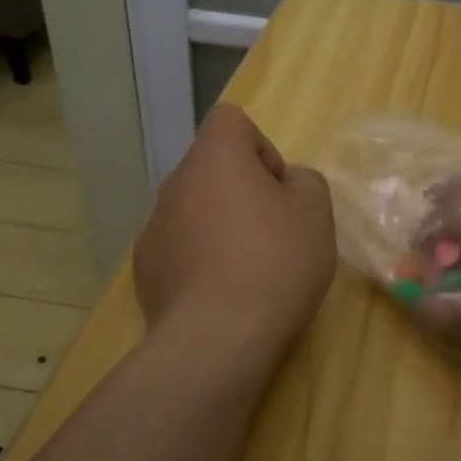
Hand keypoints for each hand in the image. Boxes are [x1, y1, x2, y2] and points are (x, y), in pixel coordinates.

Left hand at [134, 106, 335, 355]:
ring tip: (248, 270)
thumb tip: (285, 182)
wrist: (217, 339)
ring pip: (196, 209)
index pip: (231, 121)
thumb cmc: (274, 263)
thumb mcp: (316, 214)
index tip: (278, 191)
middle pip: (213, 168)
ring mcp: (153, 227)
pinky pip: (180, 247)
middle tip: (273, 233)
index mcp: (214, 158)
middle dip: (244, 191)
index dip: (262, 148)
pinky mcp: (145, 269)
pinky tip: (221, 294)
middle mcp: (175, 183)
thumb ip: (306, 181)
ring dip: (221, 225)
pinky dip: (200, 259)